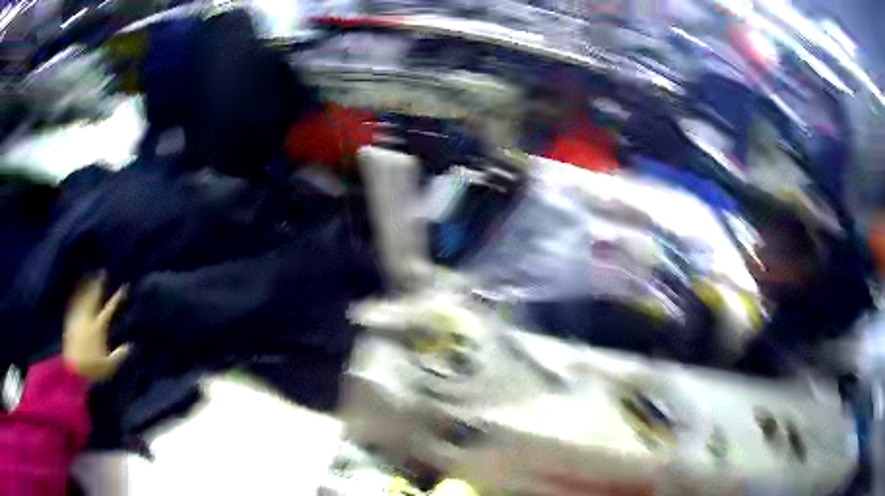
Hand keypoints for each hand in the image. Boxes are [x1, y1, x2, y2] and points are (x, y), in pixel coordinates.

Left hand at [63, 273, 130, 380]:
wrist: (73, 370)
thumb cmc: (92, 369)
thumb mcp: (109, 366)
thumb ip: (120, 355)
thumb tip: (131, 346)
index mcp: (98, 328)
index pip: (109, 309)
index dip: (117, 298)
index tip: (123, 287)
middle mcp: (87, 319)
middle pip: (93, 297)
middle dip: (98, 284)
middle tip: (102, 272)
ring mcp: (78, 319)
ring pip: (82, 298)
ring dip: (86, 287)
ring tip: (89, 277)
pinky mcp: (70, 322)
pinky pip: (74, 305)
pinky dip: (77, 296)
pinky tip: (78, 293)